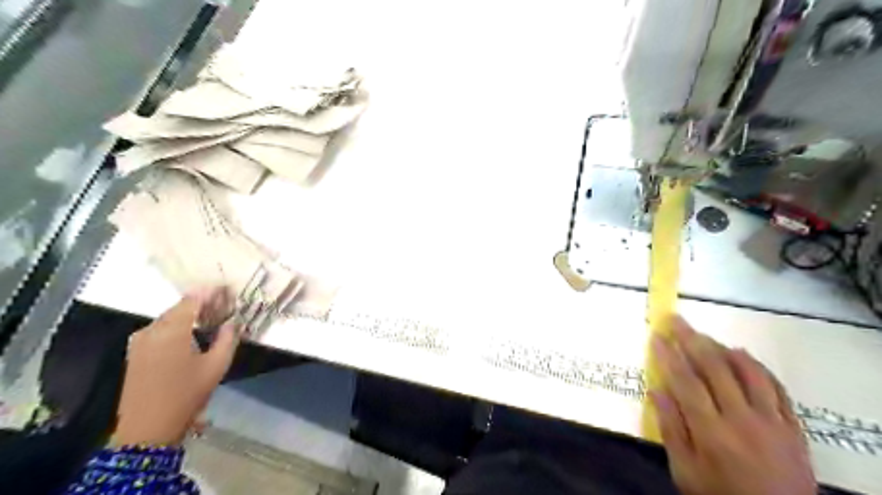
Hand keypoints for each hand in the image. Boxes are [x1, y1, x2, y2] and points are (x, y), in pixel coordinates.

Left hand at [110, 288, 238, 445]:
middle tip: (224, 305)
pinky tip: (192, 333)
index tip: (228, 288)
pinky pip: (159, 329)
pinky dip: (177, 325)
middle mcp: (152, 330)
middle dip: (202, 303)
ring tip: (212, 318)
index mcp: (172, 330)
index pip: (193, 299)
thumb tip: (233, 321)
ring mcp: (139, 341)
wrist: (147, 428)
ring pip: (169, 318)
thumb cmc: (186, 395)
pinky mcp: (135, 352)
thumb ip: (228, 338)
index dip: (211, 291)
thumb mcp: (217, 366)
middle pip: (179, 307)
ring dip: (189, 314)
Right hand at [650, 316, 816, 494]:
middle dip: (692, 339)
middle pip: (715, 369)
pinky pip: (777, 387)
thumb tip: (656, 390)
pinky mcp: (793, 427)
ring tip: (707, 336)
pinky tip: (743, 356)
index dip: (668, 356)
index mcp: (712, 433)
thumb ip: (671, 429)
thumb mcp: (685, 472)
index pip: (685, 382)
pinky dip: (758, 367)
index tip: (656, 335)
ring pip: (748, 372)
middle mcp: (743, 420)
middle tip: (676, 320)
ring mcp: (773, 422)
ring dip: (724, 348)